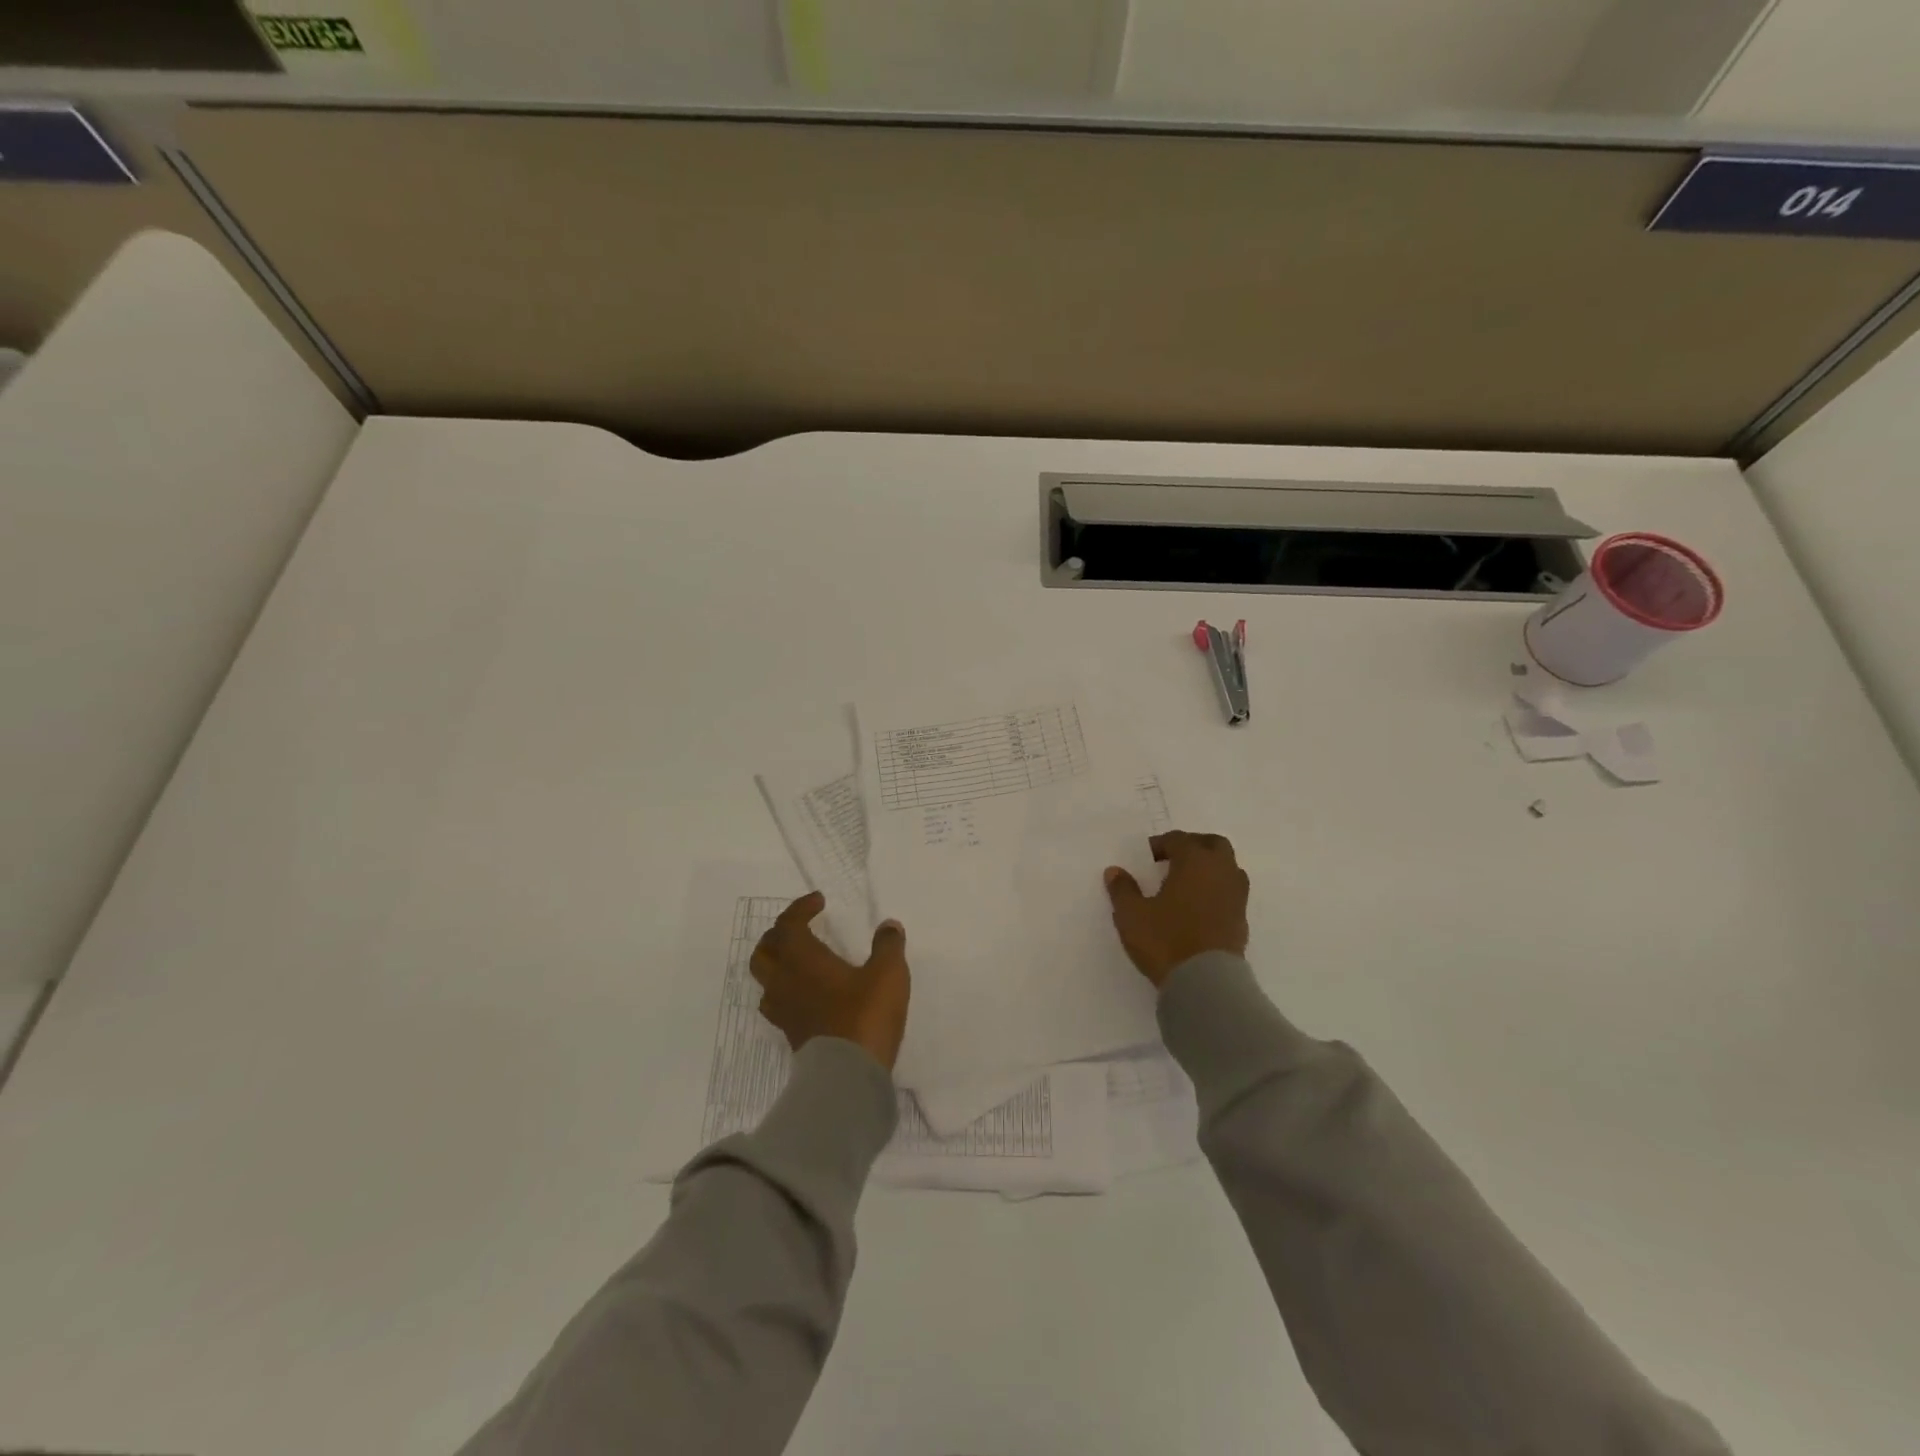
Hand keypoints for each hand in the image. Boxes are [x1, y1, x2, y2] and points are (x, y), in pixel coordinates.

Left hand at [751, 892, 911, 1070]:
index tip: (819, 902)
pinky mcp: (791, 1034)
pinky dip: (787, 990)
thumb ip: (888, 946)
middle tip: (802, 929)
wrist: (848, 1075)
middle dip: (780, 934)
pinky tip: (807, 994)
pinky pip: (777, 1003)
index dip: (800, 908)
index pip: (788, 924)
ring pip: (766, 979)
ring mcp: (784, 1010)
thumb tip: (889, 926)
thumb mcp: (888, 973)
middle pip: (764, 951)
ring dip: (778, 963)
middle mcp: (785, 981)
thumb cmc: (865, 1014)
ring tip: (800, 961)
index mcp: (802, 959)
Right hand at [1103, 830, 1249, 986]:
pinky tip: (1198, 907)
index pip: (1178, 840)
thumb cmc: (1166, 940)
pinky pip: (1230, 892)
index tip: (1146, 858)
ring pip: (1227, 868)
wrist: (1206, 983)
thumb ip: (1123, 890)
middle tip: (1173, 859)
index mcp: (1195, 861)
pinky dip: (1216, 890)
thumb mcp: (1132, 914)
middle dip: (1193, 846)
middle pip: (1213, 844)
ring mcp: (1236, 896)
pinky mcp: (1242, 920)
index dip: (1160, 844)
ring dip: (1209, 868)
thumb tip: (1114, 871)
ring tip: (1187, 883)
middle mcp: (1221, 871)